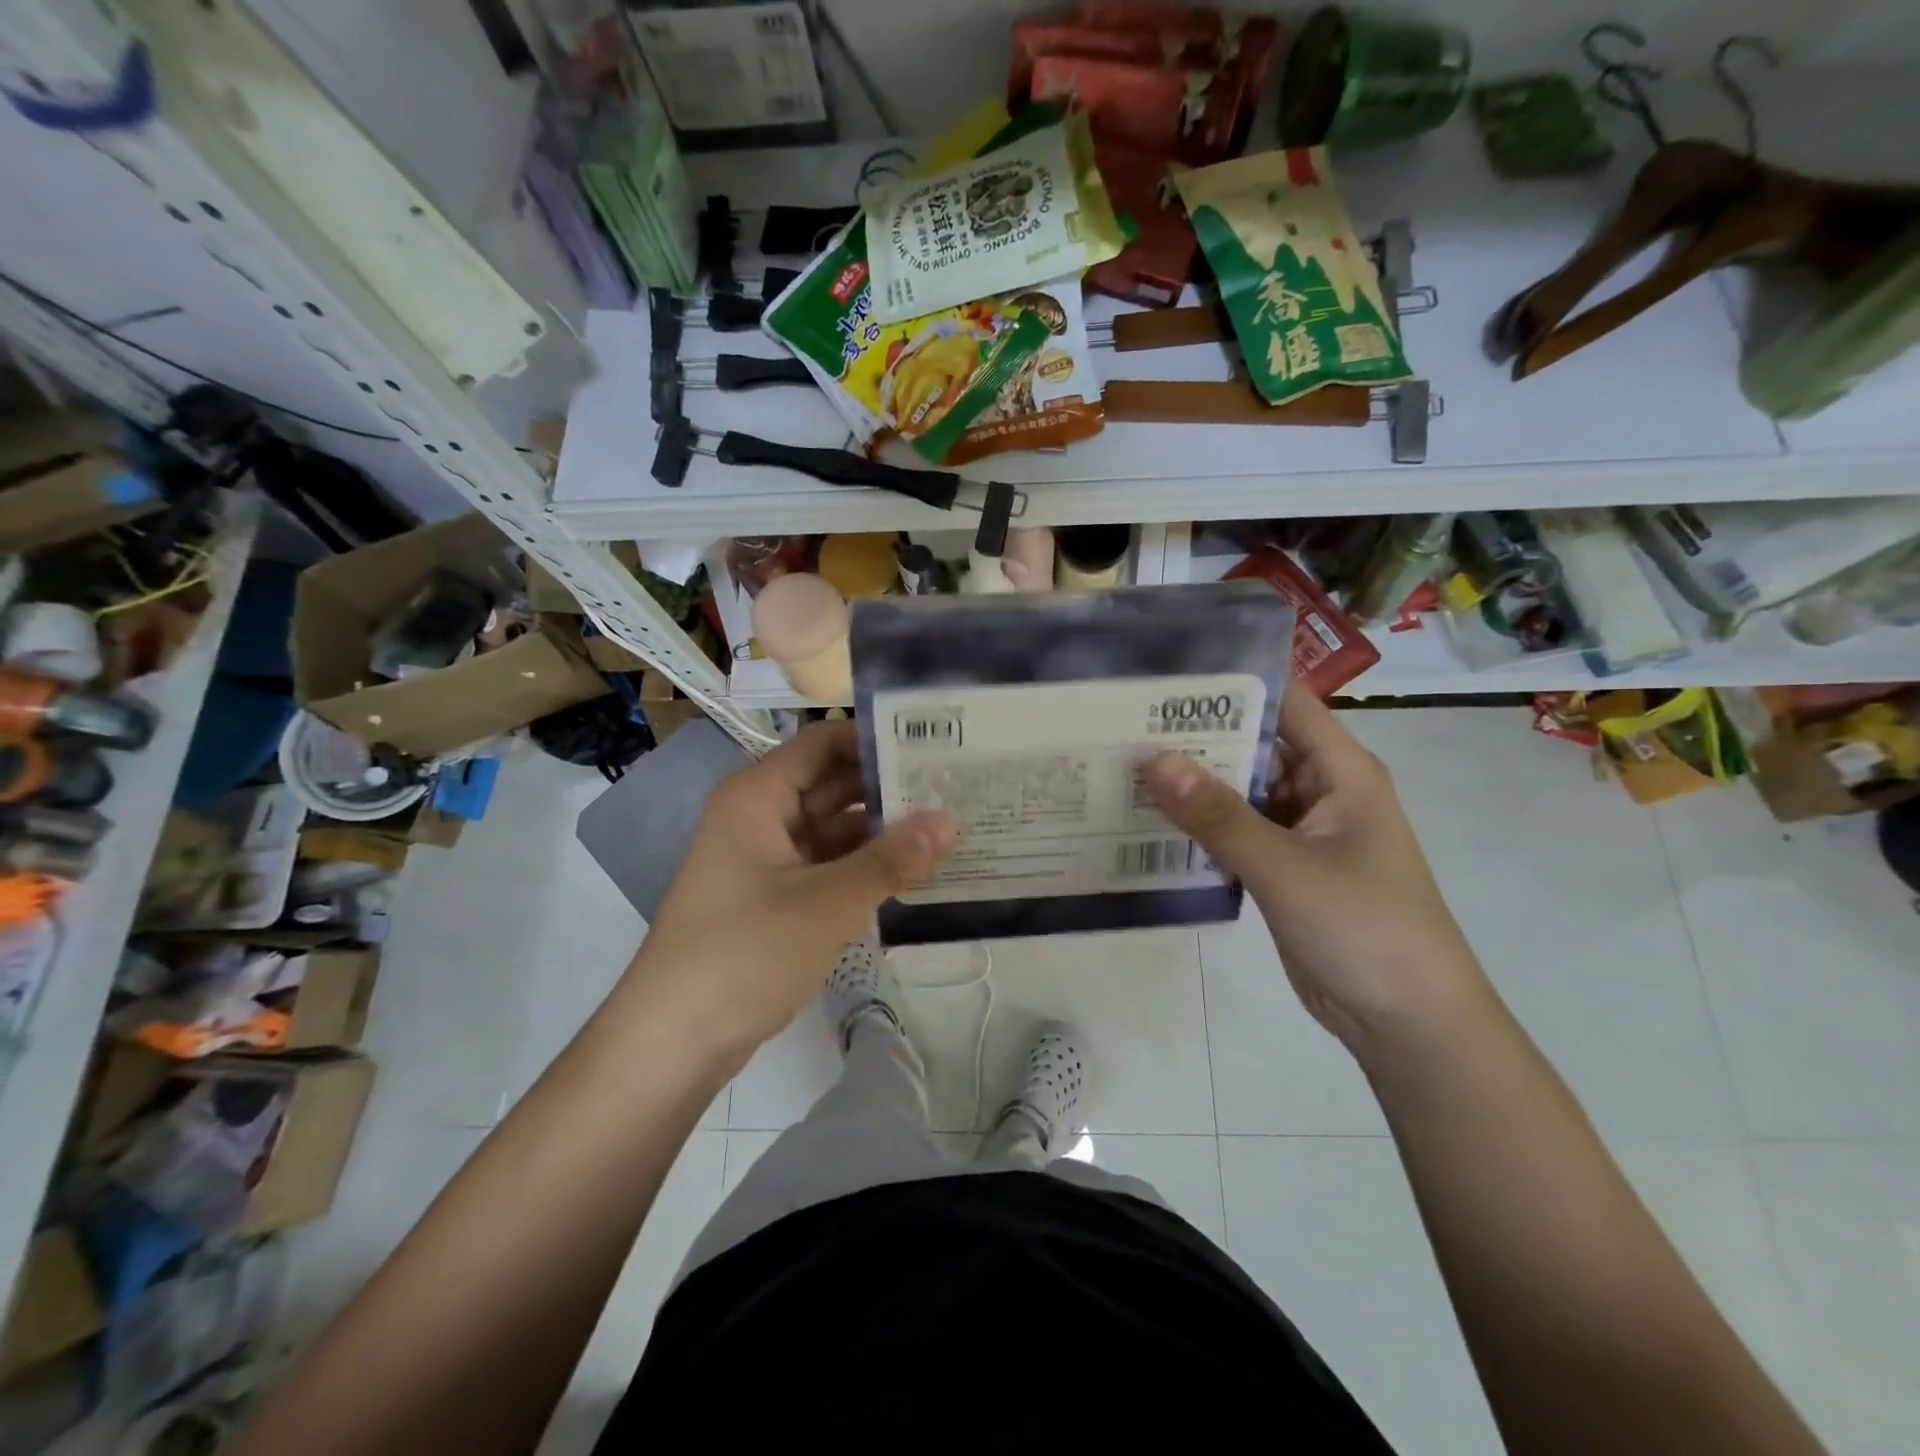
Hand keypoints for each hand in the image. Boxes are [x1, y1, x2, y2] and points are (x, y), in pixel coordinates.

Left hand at [632, 722, 955, 1055]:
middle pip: (832, 784)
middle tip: (956, 785)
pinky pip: (828, 865)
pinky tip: (914, 871)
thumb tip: (950, 820)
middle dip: (889, 786)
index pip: (824, 743)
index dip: (876, 737)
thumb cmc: (744, 953)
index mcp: (758, 797)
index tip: (936, 740)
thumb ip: (891, 860)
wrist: (673, 1041)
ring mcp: (767, 859)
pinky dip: (865, 867)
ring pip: (834, 829)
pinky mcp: (776, 897)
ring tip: (949, 825)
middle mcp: (761, 817)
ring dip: (882, 831)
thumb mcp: (826, 903)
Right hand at [1144, 688, 1491, 1055]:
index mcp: (1340, 771)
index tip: (1166, 672)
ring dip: (1191, 783)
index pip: (1285, 701)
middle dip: (1194, 733)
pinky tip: (1146, 820)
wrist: (1407, 1023)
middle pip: (1252, 744)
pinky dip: (1197, 826)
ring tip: (1122, 763)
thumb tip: (1153, 761)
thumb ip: (1219, 816)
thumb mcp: (1287, 869)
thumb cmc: (1365, 930)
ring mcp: (1299, 831)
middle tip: (1122, 720)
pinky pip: (1233, 832)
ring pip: (1238, 791)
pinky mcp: (1281, 867)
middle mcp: (1320, 790)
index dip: (1232, 680)